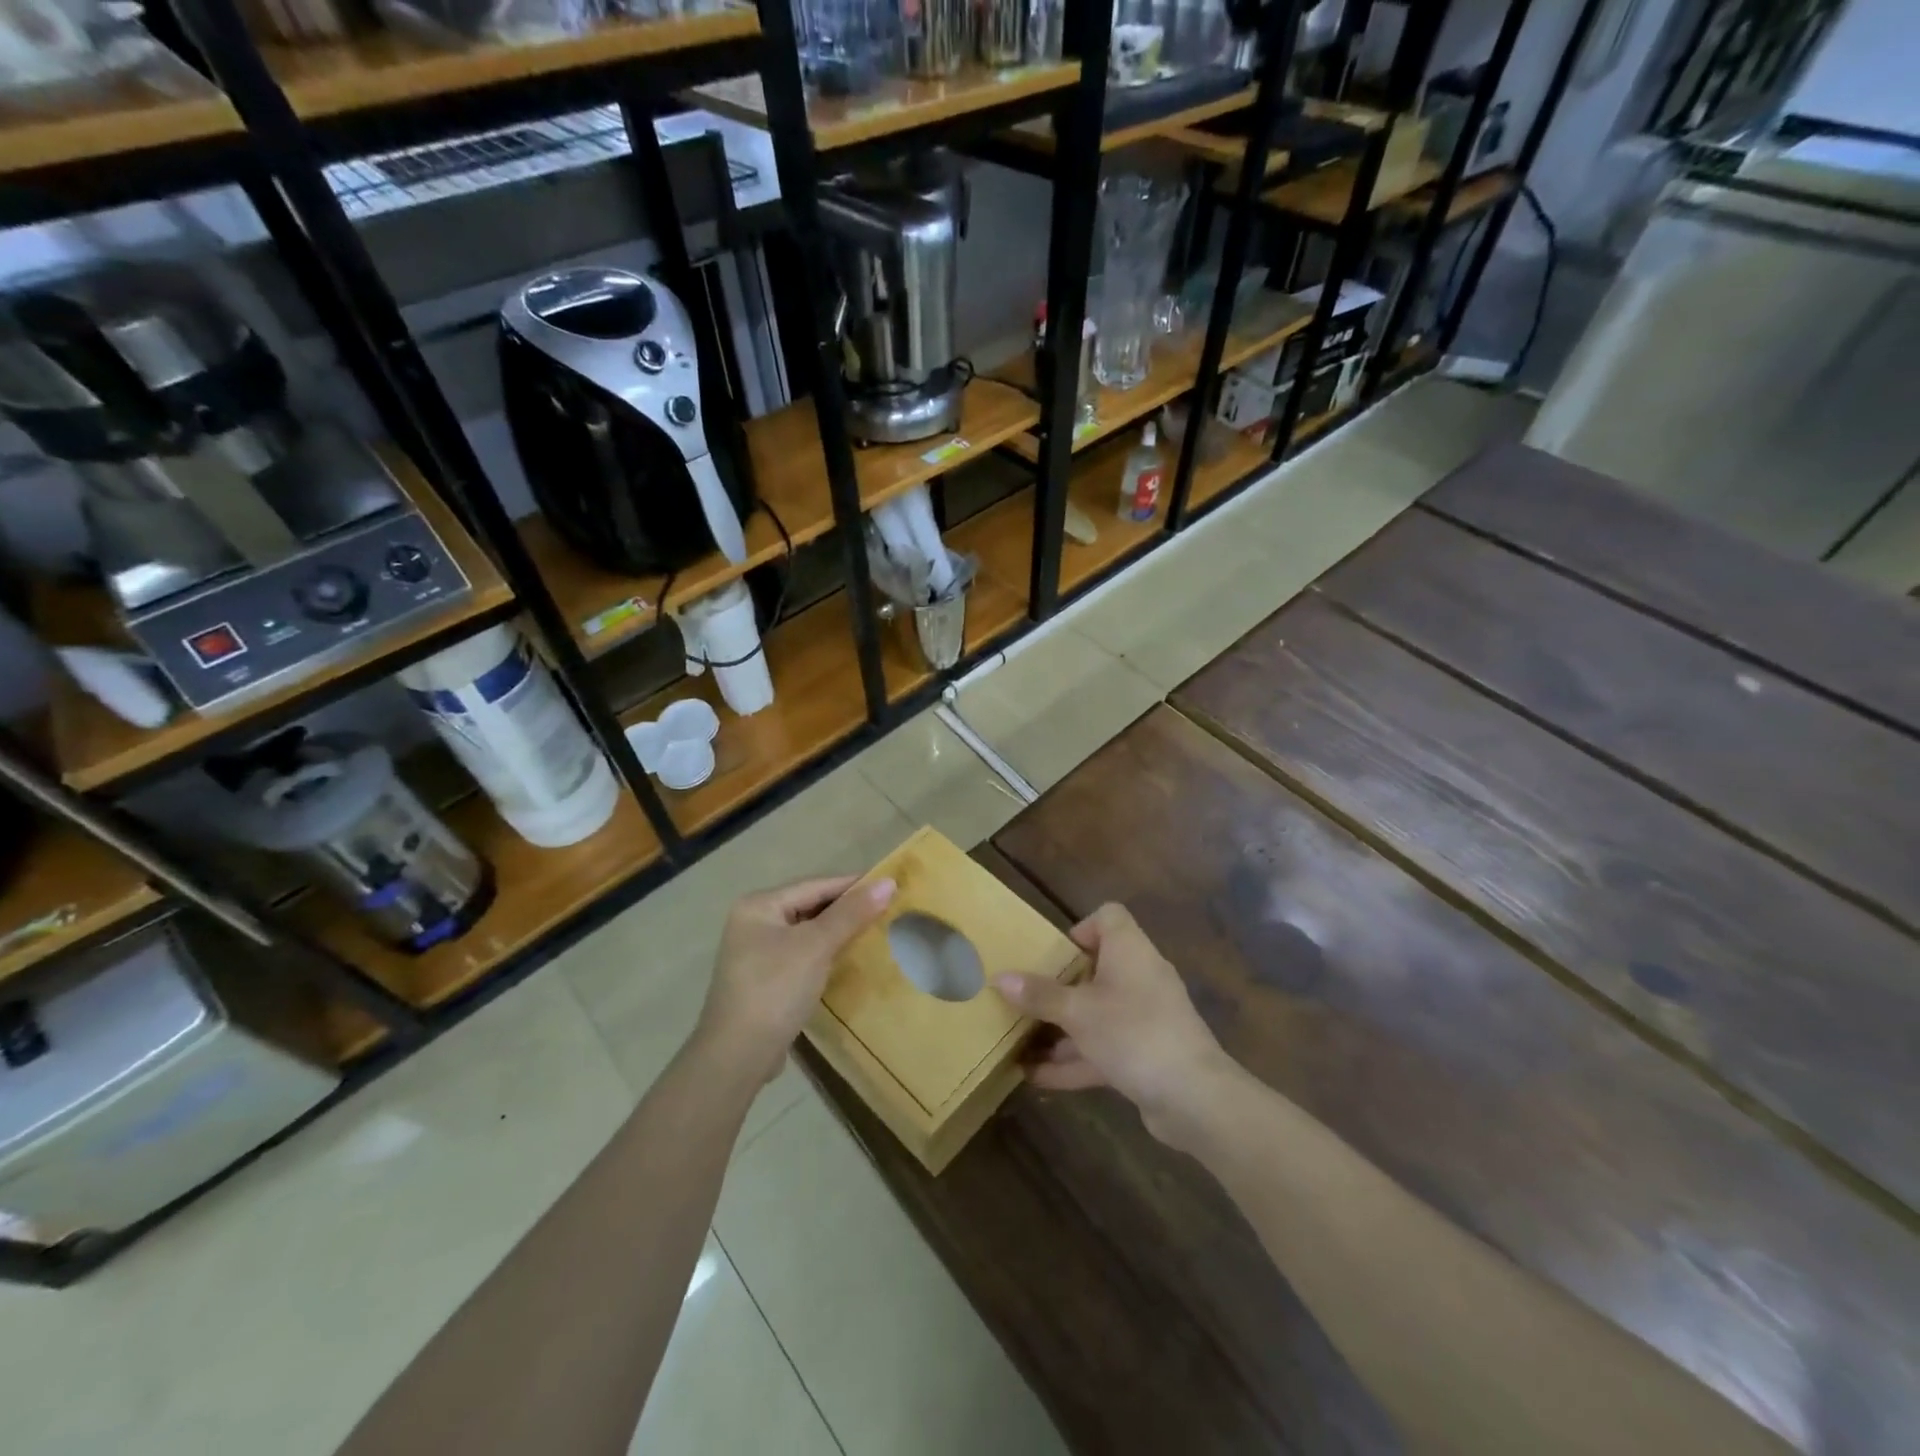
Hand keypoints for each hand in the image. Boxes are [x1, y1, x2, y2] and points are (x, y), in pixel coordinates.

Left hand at [698, 875, 895, 1084]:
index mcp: (758, 905)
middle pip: (809, 906)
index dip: (852, 884)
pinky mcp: (764, 979)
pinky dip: (824, 952)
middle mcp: (753, 922)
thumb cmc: (775, 989)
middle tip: (886, 908)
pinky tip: (846, 958)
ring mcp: (755, 952)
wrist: (737, 1056)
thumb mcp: (816, 946)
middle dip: (846, 908)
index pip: (814, 885)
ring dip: (837, 931)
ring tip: (874, 930)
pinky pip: (801, 953)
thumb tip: (888, 882)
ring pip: (806, 931)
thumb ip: (851, 913)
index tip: (889, 885)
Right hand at [994, 903, 1238, 1150]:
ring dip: (1061, 1028)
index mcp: (1129, 951)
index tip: (1053, 954)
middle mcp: (1139, 977)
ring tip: (1018, 1039)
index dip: (1080, 929)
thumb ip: (1039, 995)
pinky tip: (1035, 1076)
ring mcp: (1144, 1018)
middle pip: (1096, 968)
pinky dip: (1074, 1059)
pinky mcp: (1144, 1054)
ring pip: (1096, 1013)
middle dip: (1059, 985)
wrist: (1194, 1097)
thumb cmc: (1133, 1033)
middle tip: (1025, 997)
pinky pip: (1103, 1048)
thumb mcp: (1078, 1012)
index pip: (1109, 917)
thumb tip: (999, 977)